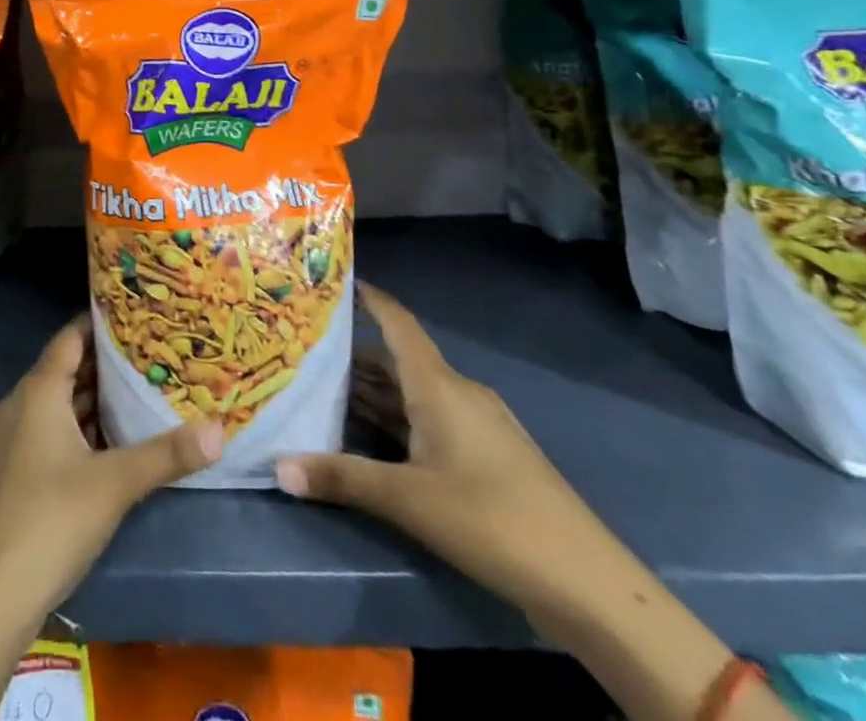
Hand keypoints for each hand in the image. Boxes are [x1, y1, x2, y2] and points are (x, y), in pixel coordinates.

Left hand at [0, 316, 222, 623]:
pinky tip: (90, 453)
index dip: (98, 325)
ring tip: (126, 403)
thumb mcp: (115, 485)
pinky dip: (63, 432)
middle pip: (59, 372)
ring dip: (81, 404)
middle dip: (99, 368)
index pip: (69, 338)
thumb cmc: (52, 522)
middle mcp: (12, 406)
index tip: (132, 320)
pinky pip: (33, 435)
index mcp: (36, 393)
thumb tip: (219, 430)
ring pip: (46, 408)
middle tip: (142, 363)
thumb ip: (167, 455)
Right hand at [275, 282, 630, 623]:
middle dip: (352, 355)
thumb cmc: (491, 519)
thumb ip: (341, 479)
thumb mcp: (407, 500)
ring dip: (373, 393)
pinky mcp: (487, 457)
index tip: (330, 281)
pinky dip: (397, 421)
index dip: (367, 297)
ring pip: (413, 394)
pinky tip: (371, 440)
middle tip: (304, 351)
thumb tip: (276, 467)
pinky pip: (430, 421)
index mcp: (438, 384)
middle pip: (397, 360)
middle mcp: (457, 393)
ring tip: (324, 392)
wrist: (588, 584)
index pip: (397, 322)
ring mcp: (477, 425)